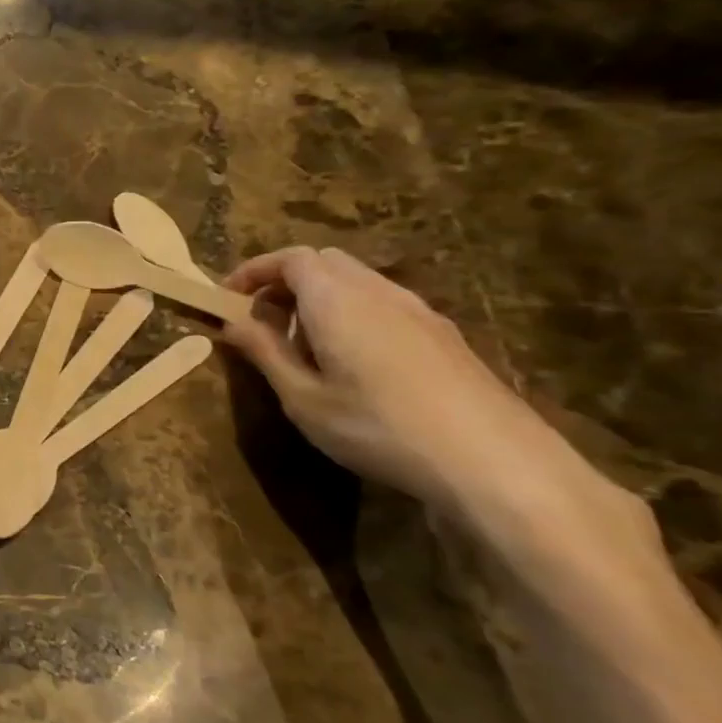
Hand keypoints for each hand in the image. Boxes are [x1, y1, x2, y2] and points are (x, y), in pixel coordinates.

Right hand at [220, 246, 583, 516]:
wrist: (494, 463)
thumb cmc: (378, 428)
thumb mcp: (302, 398)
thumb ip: (264, 352)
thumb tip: (232, 322)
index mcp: (337, 300)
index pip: (290, 258)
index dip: (254, 271)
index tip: (227, 299)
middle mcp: (379, 293)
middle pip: (325, 262)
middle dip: (284, 282)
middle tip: (260, 321)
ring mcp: (419, 312)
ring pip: (357, 282)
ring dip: (318, 299)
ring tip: (300, 346)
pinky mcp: (444, 336)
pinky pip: (384, 305)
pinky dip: (351, 314)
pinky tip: (350, 363)